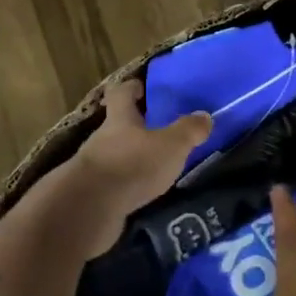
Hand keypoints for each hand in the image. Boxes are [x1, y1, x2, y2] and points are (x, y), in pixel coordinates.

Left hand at [67, 78, 211, 232]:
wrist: (91, 207)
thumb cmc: (132, 165)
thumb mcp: (170, 146)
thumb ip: (188, 131)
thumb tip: (205, 115)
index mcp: (120, 119)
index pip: (121, 93)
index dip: (131, 87)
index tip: (141, 87)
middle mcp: (102, 137)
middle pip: (117, 125)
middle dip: (135, 126)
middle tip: (158, 130)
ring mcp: (94, 166)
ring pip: (114, 154)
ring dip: (130, 157)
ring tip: (153, 166)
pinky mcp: (92, 193)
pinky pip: (112, 182)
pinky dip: (125, 183)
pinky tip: (140, 192)